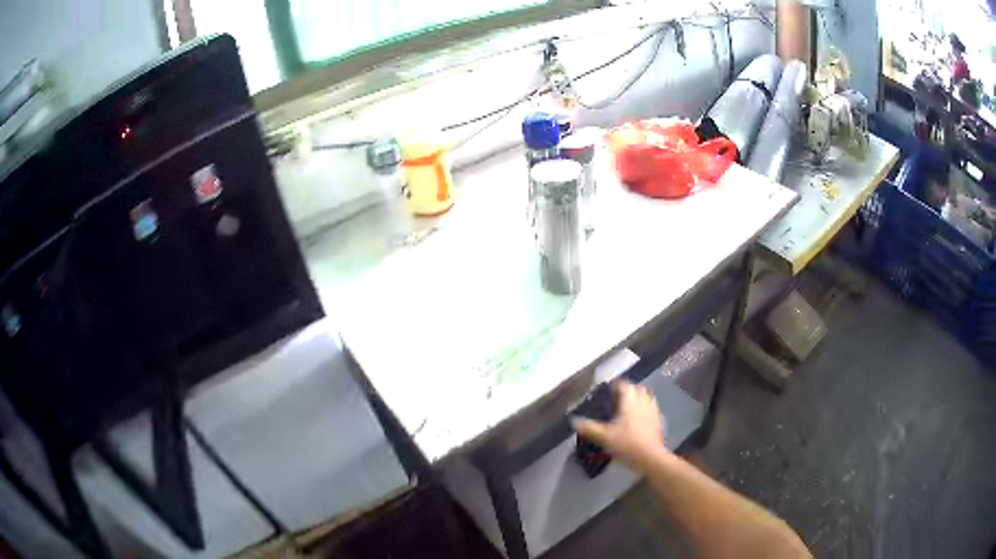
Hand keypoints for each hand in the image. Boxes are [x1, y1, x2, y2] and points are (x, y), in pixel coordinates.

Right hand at [572, 381, 667, 469]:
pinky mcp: (659, 420)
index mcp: (630, 401)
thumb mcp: (604, 437)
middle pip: (637, 388)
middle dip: (628, 391)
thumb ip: (589, 428)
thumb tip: (574, 421)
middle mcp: (643, 401)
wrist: (650, 456)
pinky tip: (638, 420)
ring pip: (646, 397)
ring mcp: (653, 410)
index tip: (608, 390)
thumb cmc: (627, 443)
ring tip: (628, 408)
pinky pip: (651, 409)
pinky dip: (644, 410)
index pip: (624, 385)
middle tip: (617, 399)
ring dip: (638, 399)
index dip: (615, 385)